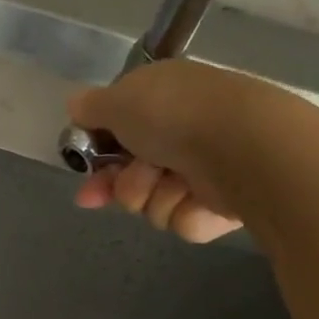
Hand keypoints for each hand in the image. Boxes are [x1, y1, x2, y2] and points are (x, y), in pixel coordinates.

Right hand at [69, 58, 307, 242]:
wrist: (243, 147)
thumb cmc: (175, 116)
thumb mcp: (119, 100)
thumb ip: (90, 107)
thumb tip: (75, 105)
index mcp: (162, 99)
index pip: (117, 131)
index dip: (95, 153)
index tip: (82, 168)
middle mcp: (182, 133)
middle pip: (129, 174)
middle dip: (120, 184)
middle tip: (110, 191)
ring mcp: (202, 170)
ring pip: (151, 201)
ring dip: (152, 195)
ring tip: (173, 182)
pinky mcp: (220, 204)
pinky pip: (181, 219)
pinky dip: (184, 211)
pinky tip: (199, 198)